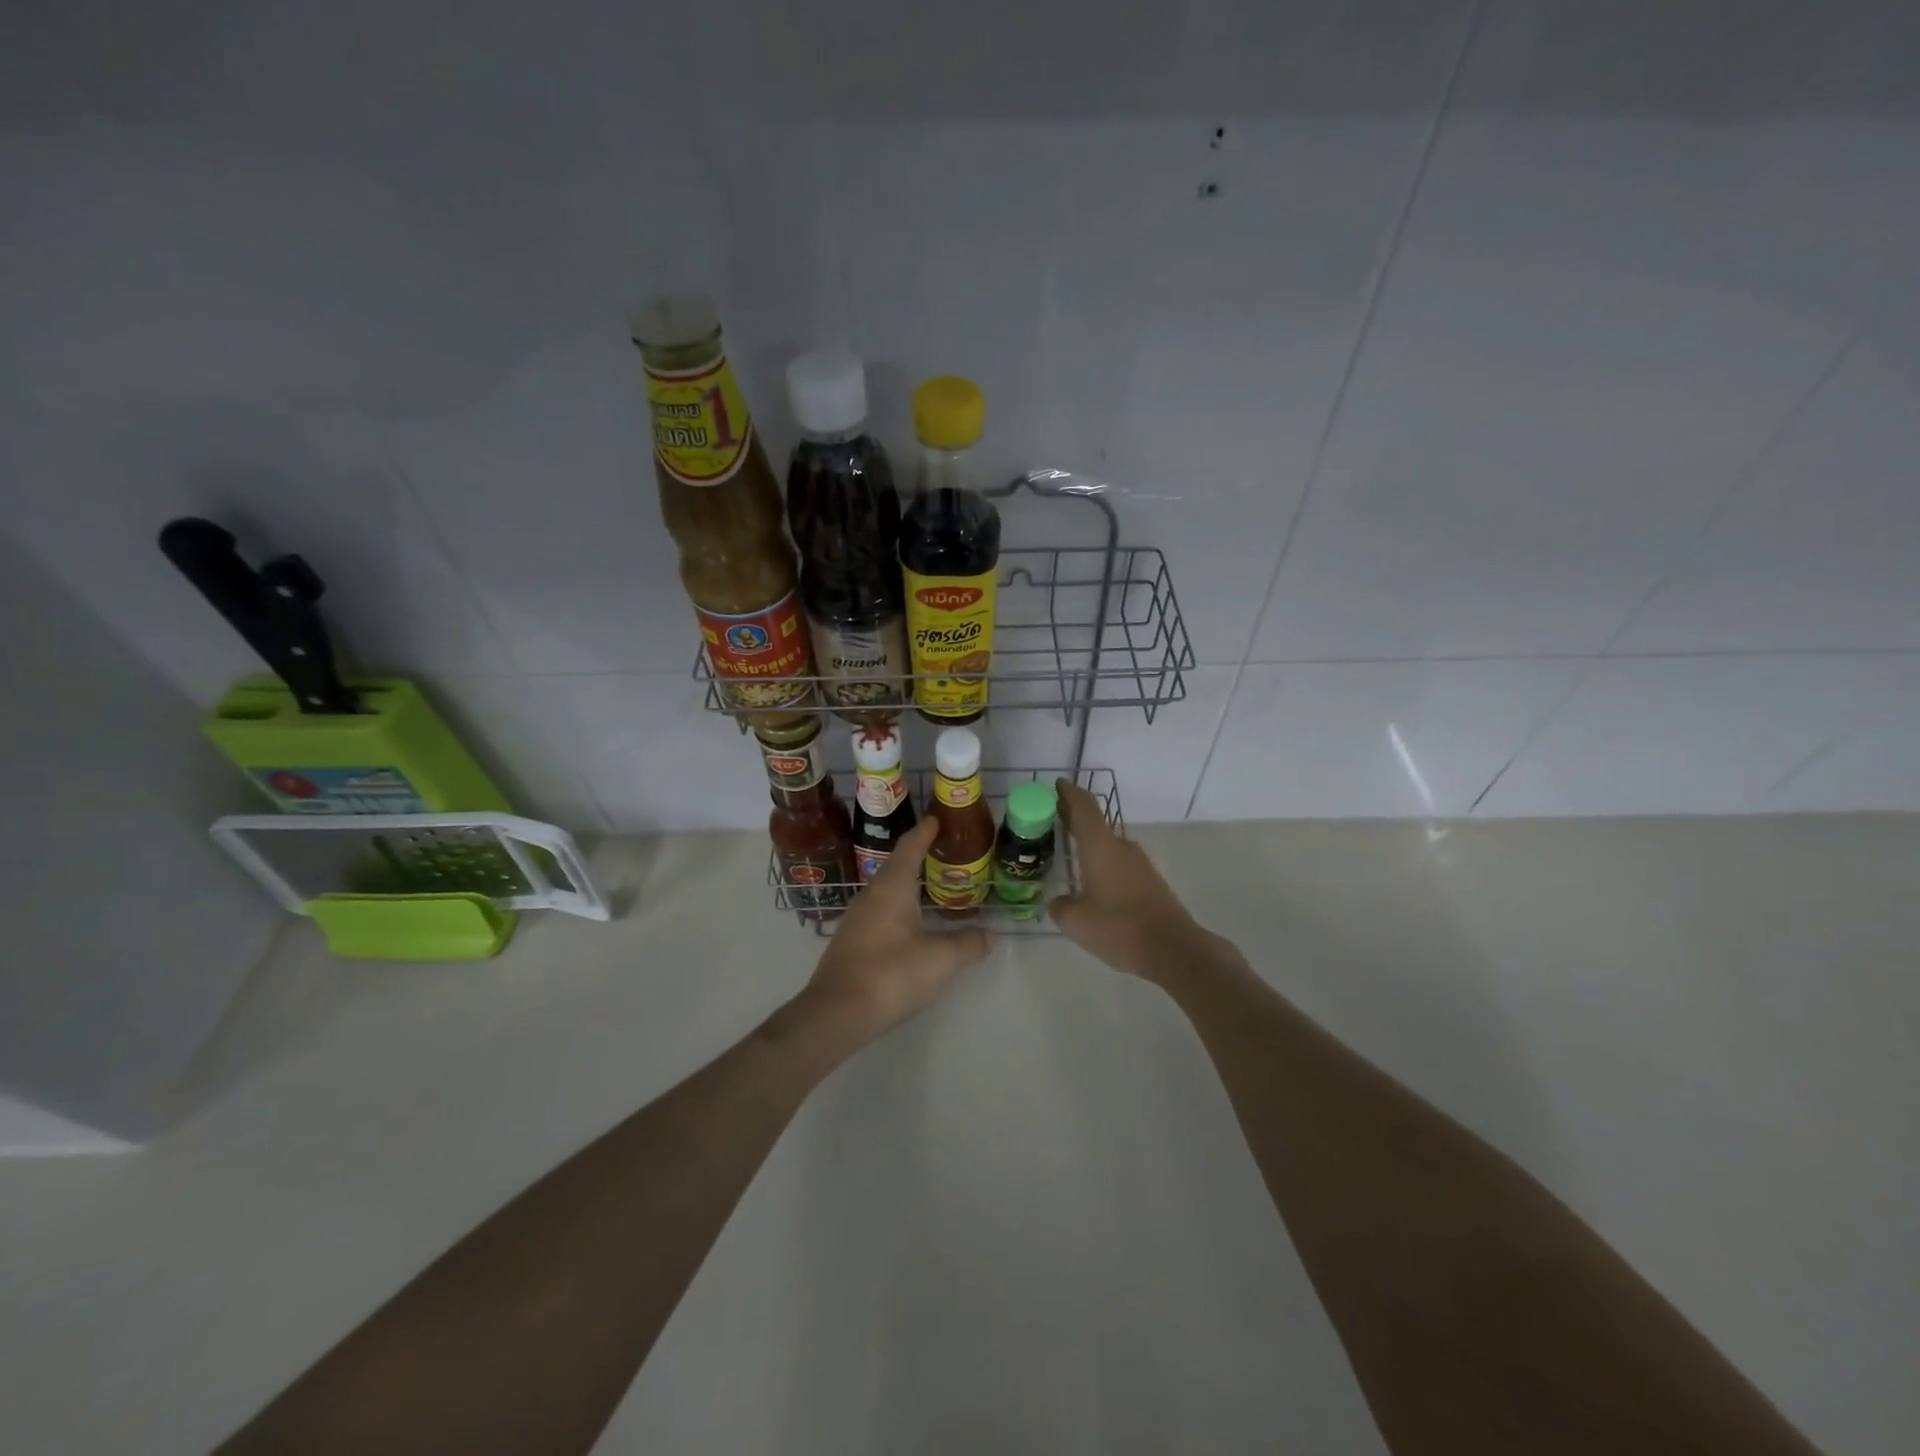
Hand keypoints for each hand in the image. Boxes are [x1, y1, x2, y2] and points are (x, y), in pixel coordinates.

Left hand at [795, 813, 992, 1044]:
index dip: (925, 832)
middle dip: (920, 856)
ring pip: (888, 890)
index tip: (938, 818)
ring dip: (910, 884)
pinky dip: (900, 907)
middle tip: (946, 853)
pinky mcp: (852, 941)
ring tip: (934, 887)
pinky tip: (913, 924)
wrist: (835, 1013)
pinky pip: (881, 911)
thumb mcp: (940, 961)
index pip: (910, 847)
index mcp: (892, 887)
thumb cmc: (890, 975)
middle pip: (898, 866)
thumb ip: (968, 944)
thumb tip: (992, 933)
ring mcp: (857, 918)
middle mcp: (871, 894)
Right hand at [1049, 778, 1209, 981]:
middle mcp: (1121, 847)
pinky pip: (1118, 862)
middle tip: (1051, 817)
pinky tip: (1092, 881)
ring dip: (1088, 843)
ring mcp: (1139, 863)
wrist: (1174, 949)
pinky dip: (1102, 862)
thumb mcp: (1075, 921)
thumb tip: (1060, 900)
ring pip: (1107, 845)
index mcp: (1100, 847)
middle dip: (1073, 817)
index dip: (1069, 793)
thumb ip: (1060, 906)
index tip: (1056, 785)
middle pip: (1095, 823)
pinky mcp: (1149, 880)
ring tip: (1068, 852)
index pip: (1083, 807)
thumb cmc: (1119, 928)